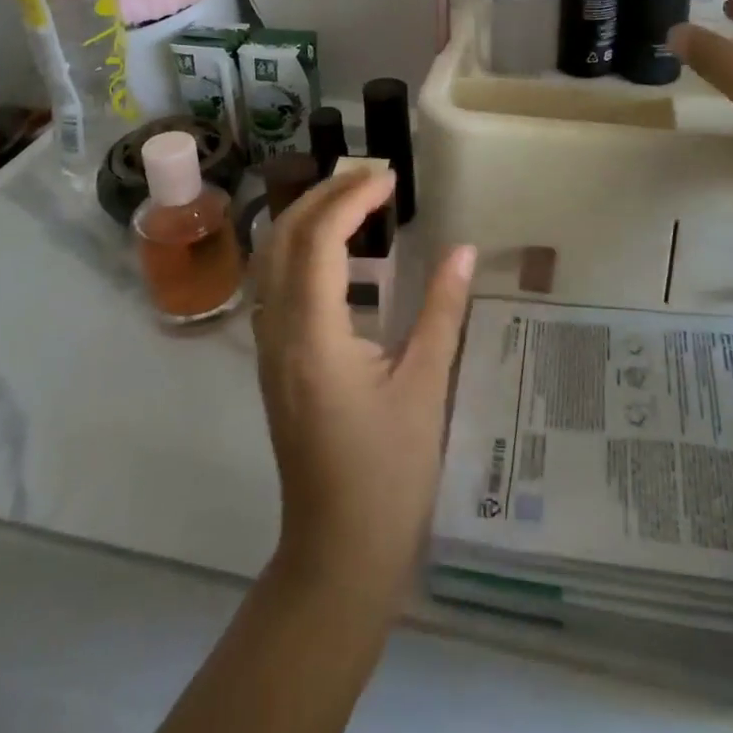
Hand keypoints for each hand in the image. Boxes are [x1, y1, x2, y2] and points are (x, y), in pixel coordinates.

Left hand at [252, 167, 475, 601]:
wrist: (338, 554)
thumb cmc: (388, 474)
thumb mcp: (425, 388)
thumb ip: (443, 311)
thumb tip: (463, 250)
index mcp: (312, 335)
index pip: (318, 238)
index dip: (352, 198)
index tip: (391, 180)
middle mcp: (278, 331)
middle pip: (284, 237)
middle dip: (324, 194)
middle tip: (373, 178)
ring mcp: (268, 346)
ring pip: (272, 258)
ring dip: (308, 217)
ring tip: (357, 200)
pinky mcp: (274, 360)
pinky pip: (276, 283)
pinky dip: (302, 248)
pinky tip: (340, 253)